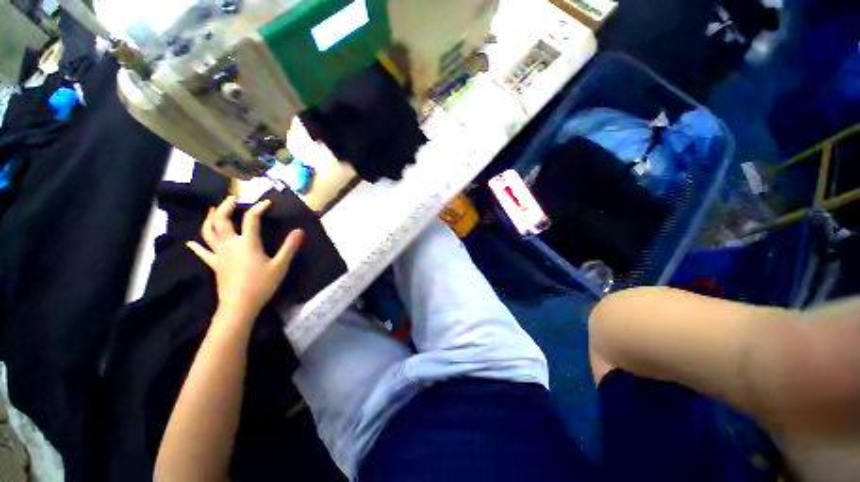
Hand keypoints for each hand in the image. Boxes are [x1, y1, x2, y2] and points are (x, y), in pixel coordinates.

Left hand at [187, 196, 303, 320]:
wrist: (240, 306)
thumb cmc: (262, 285)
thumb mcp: (280, 265)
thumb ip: (289, 247)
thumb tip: (299, 230)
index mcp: (247, 243)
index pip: (251, 219)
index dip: (259, 208)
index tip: (267, 202)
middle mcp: (230, 244)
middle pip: (222, 220)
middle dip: (226, 206)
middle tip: (232, 198)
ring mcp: (219, 254)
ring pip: (208, 232)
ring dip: (209, 219)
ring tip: (212, 210)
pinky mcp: (214, 264)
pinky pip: (203, 252)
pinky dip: (196, 246)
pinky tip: (191, 242)